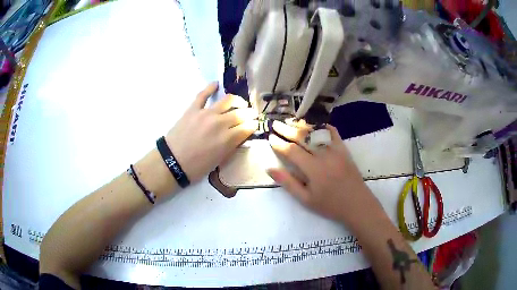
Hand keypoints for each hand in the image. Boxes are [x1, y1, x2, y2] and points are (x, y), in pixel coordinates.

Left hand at [165, 82, 257, 182]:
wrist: (172, 162)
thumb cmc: (196, 167)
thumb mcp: (219, 160)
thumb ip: (231, 146)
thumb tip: (239, 135)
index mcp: (227, 139)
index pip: (248, 127)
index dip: (254, 125)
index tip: (255, 124)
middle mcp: (220, 123)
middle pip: (241, 113)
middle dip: (250, 113)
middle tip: (251, 114)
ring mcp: (206, 113)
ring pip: (227, 100)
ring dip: (238, 100)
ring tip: (240, 103)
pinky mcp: (193, 109)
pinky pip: (203, 95)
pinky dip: (210, 88)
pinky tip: (216, 84)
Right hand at [267, 121, 380, 226]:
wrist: (357, 204)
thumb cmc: (330, 205)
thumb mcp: (306, 199)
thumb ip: (288, 182)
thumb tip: (269, 168)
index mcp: (313, 169)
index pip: (291, 151)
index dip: (279, 143)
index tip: (270, 137)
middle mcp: (324, 155)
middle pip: (302, 137)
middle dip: (287, 129)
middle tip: (275, 124)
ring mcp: (336, 150)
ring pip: (316, 133)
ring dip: (302, 126)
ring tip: (290, 121)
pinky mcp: (344, 149)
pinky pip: (333, 133)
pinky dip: (323, 127)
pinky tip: (315, 124)